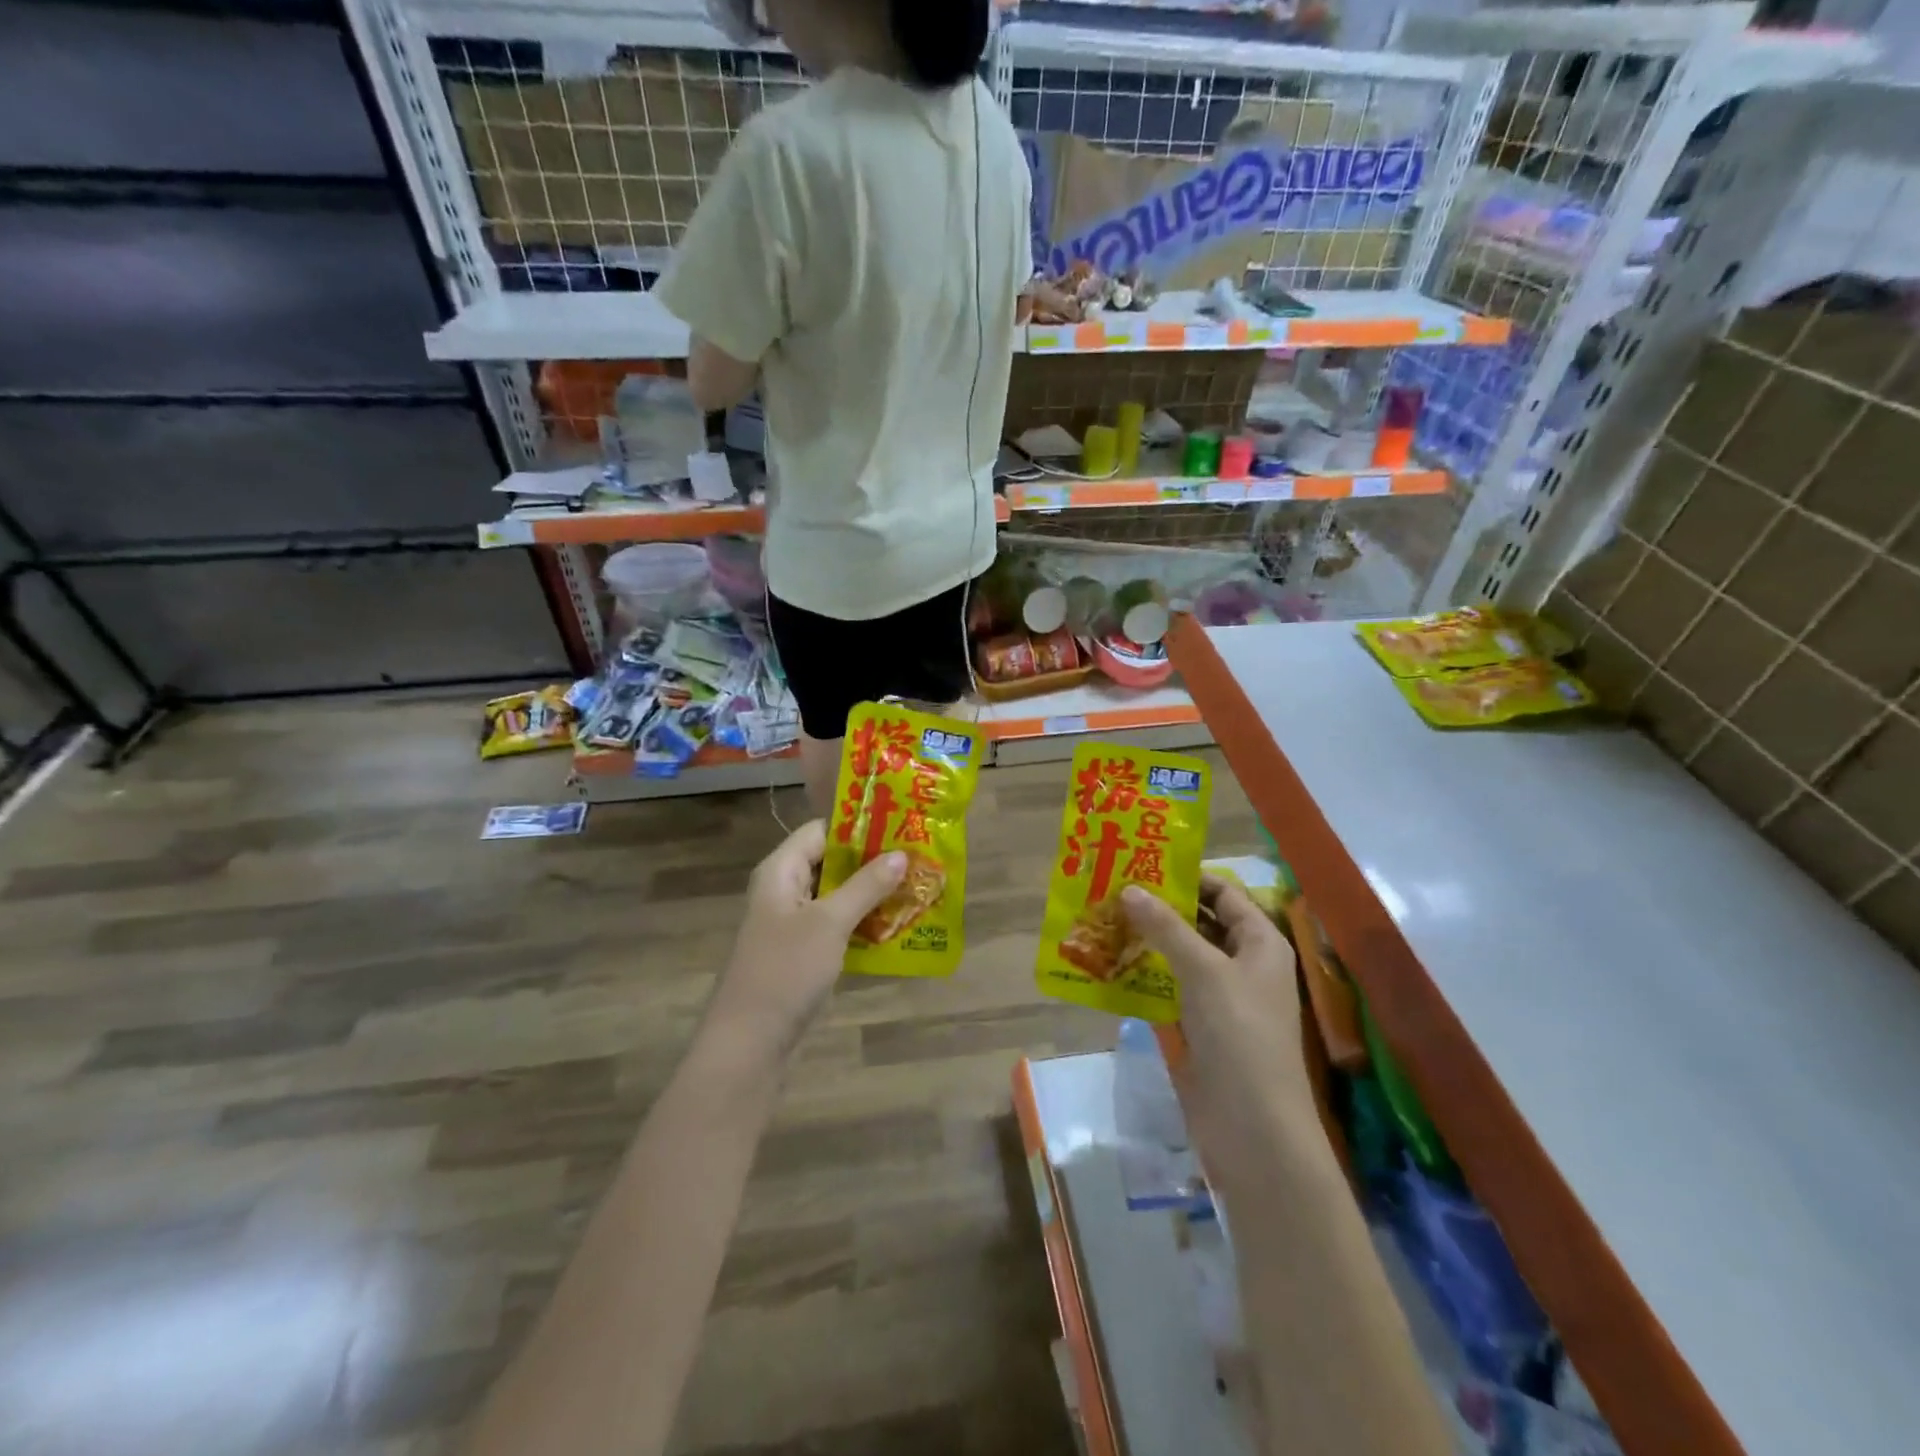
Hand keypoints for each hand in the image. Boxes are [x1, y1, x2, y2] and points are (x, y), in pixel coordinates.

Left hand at [701, 821, 906, 1066]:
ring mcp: (792, 925)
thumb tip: (901, 853)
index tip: (900, 826)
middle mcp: (784, 890)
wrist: (749, 1045)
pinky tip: (896, 924)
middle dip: (871, 861)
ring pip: (836, 896)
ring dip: (870, 893)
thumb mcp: (829, 923)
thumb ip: (866, 886)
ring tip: (915, 886)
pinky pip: (835, 926)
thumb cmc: (785, 971)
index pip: (820, 831)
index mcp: (780, 871)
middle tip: (917, 858)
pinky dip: (862, 922)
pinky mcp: (802, 954)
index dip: (857, 827)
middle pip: (830, 862)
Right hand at [1122, 874, 1308, 1163]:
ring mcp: (1222, 998)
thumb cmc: (1238, 1034)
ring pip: (1182, 956)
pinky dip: (1146, 975)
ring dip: (1149, 941)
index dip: (1188, 877)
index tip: (1143, 865)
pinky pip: (1171, 988)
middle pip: (1201, 922)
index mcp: (1260, 942)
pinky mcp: (1201, 1027)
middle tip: (1113, 890)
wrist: (1253, 1127)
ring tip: (1104, 920)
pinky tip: (1112, 965)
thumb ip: (1166, 927)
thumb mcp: (1203, 970)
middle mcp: (1244, 964)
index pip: (1224, 893)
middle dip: (1161, 907)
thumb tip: (1129, 889)